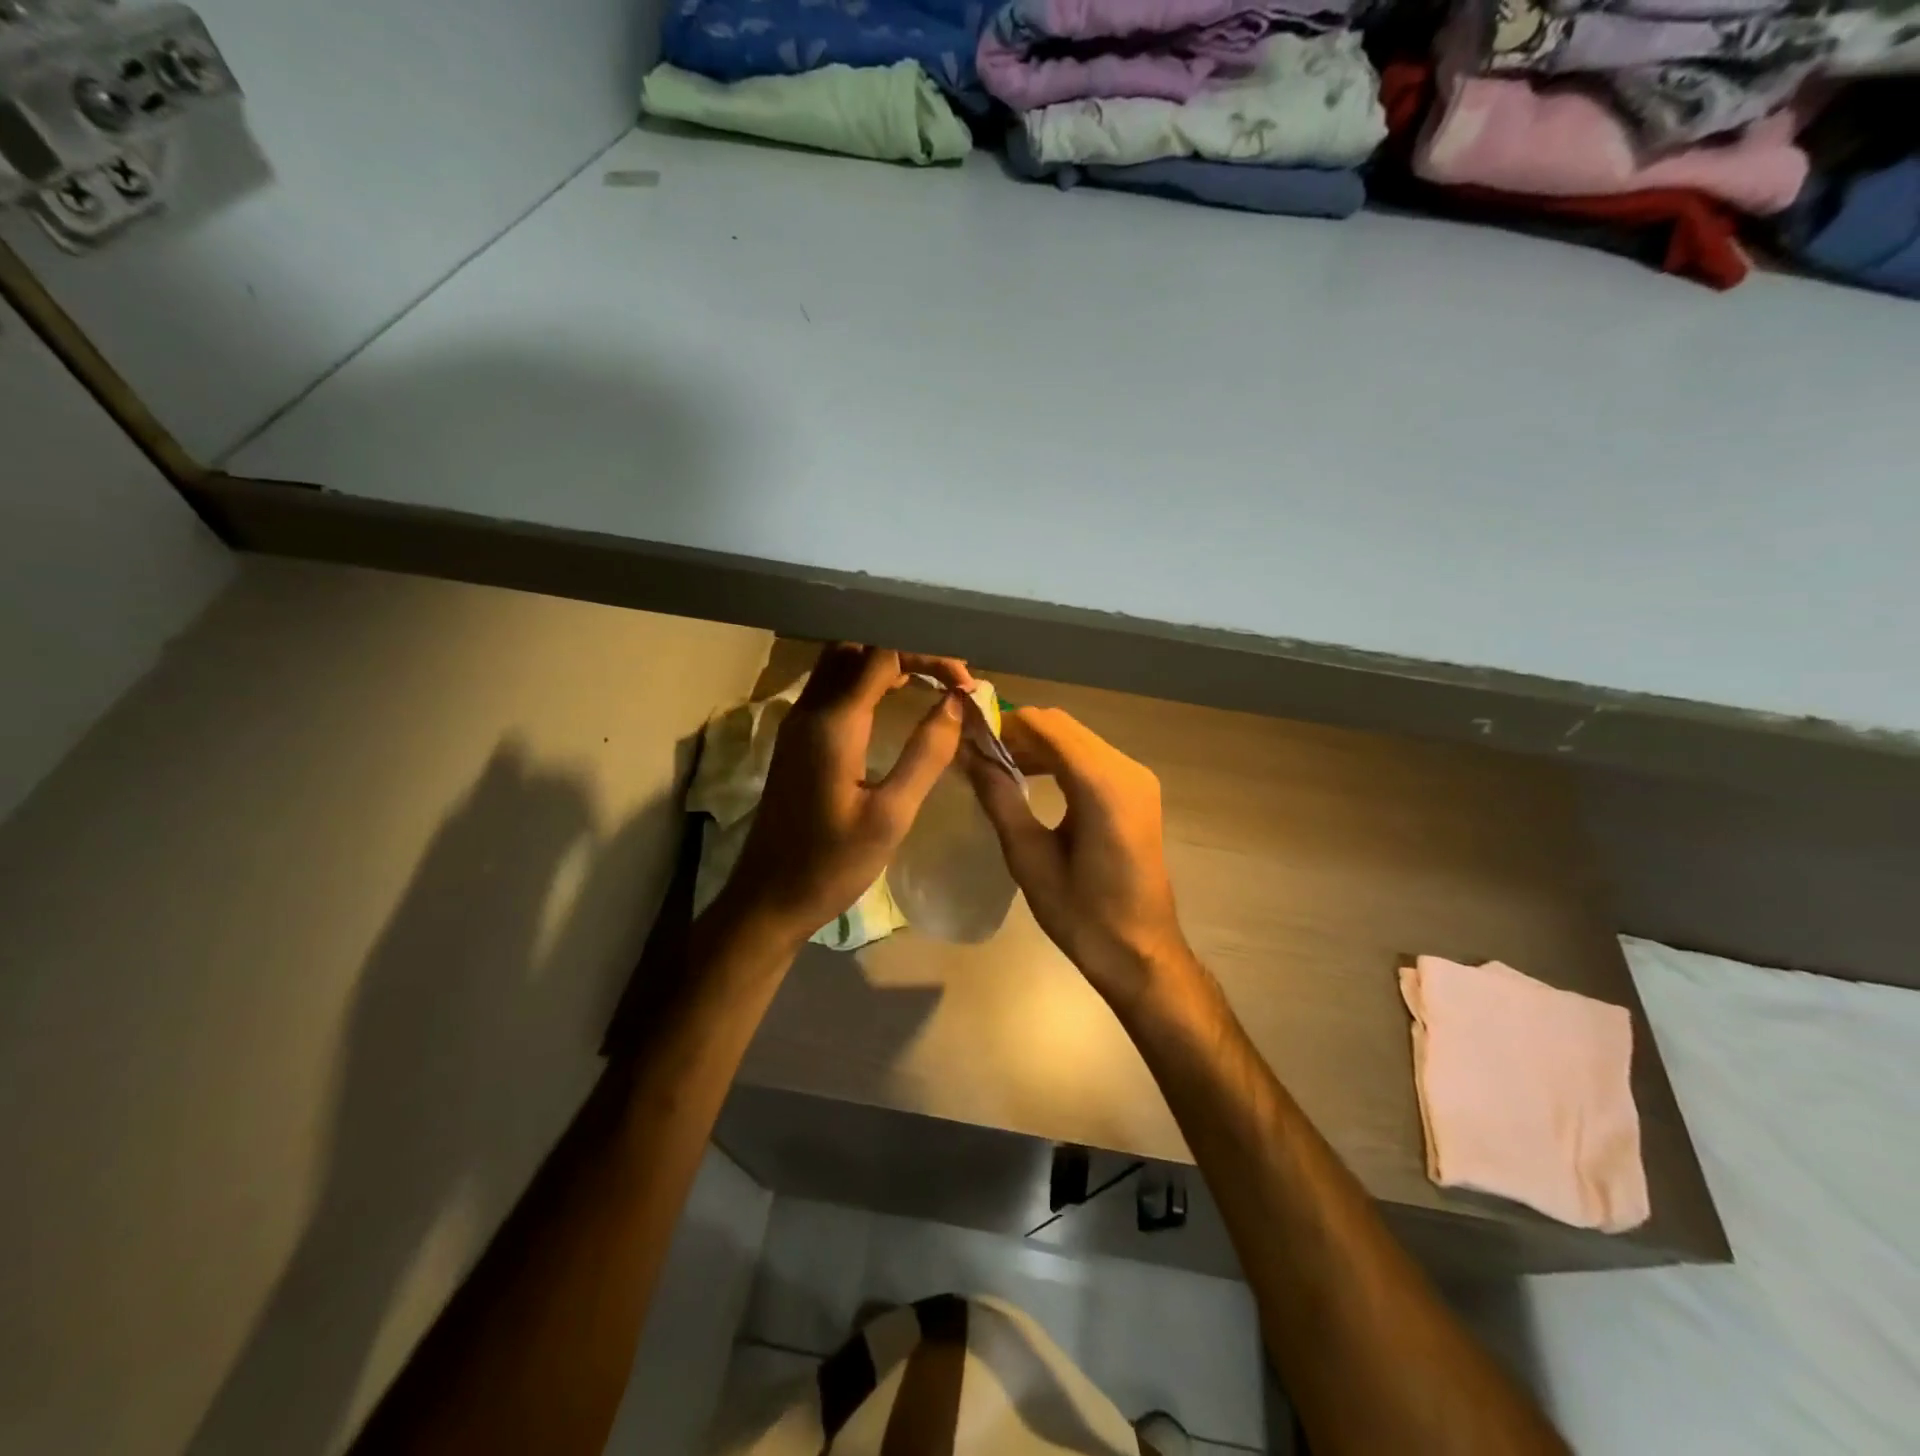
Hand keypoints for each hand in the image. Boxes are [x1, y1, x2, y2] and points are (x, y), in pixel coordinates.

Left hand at [718, 645, 973, 945]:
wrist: (768, 898)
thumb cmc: (832, 864)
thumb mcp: (891, 815)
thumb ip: (926, 754)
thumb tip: (955, 703)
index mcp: (833, 723)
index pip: (882, 655)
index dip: (929, 657)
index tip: (966, 684)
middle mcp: (809, 710)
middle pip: (856, 648)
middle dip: (905, 648)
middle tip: (947, 674)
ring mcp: (797, 723)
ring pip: (840, 664)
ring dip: (884, 661)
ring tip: (929, 680)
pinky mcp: (796, 740)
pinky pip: (831, 688)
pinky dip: (866, 681)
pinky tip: (893, 701)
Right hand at [963, 707, 1192, 1007]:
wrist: (1140, 952)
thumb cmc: (1082, 915)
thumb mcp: (1030, 858)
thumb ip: (1000, 798)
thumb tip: (970, 756)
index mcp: (1102, 786)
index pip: (1045, 727)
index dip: (1003, 724)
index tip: (965, 734)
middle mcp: (1126, 769)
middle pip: (1062, 726)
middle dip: (1017, 732)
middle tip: (975, 751)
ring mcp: (1136, 778)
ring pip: (1076, 738)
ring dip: (1036, 744)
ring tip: (994, 764)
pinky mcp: (1137, 790)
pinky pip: (1091, 757)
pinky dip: (1057, 758)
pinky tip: (1030, 777)